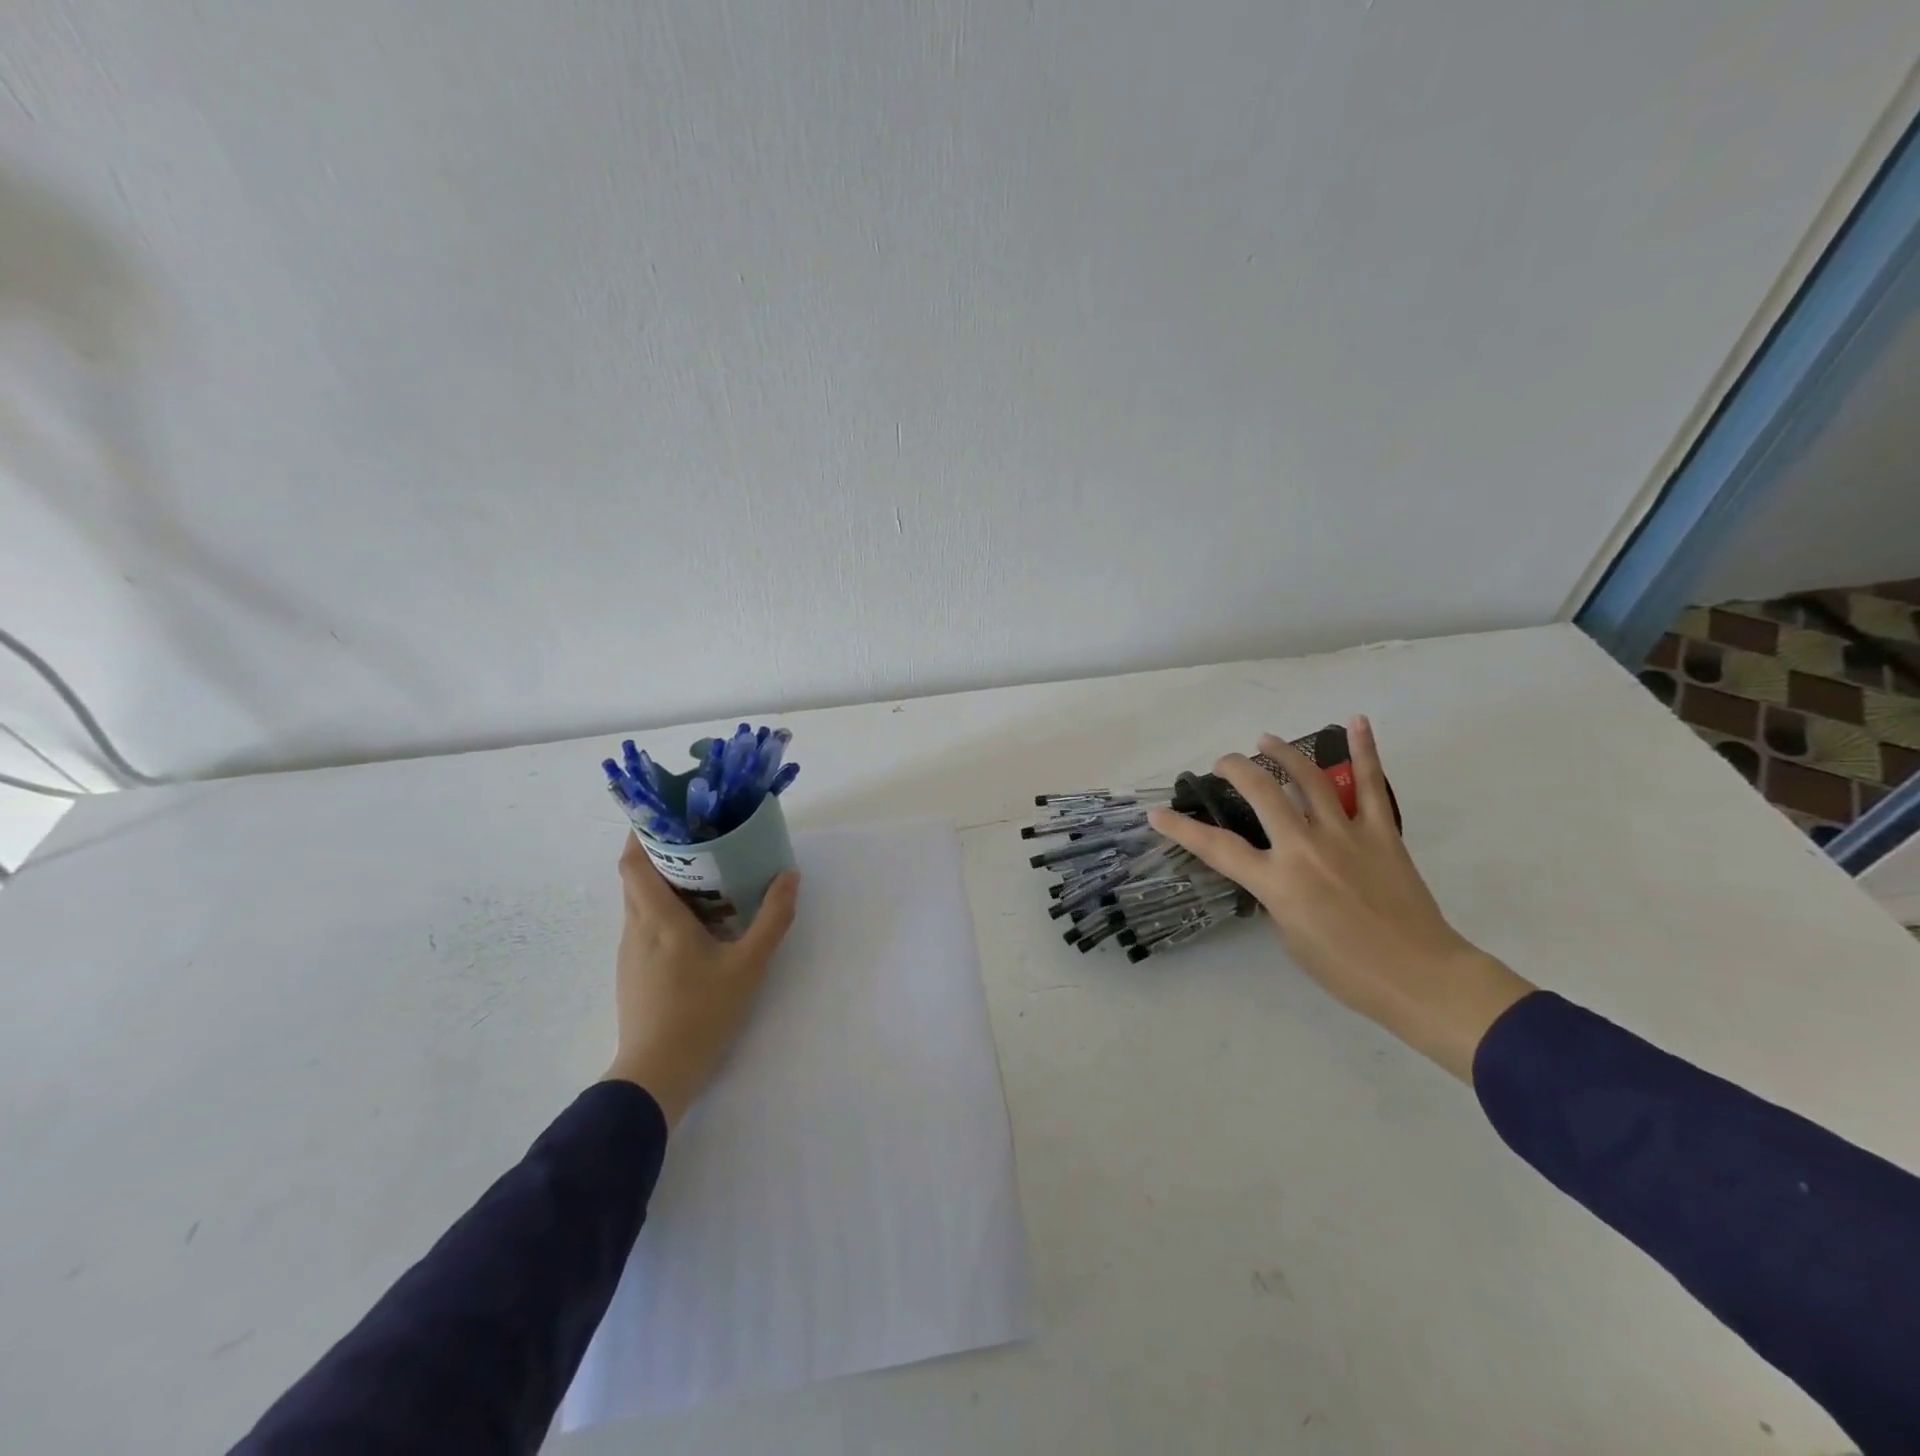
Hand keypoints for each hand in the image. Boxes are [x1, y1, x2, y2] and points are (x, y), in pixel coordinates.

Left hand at [602, 835, 799, 1128]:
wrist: (657, 1074)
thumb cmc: (701, 1012)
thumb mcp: (748, 965)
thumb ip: (772, 918)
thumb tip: (789, 876)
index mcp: (657, 919)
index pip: (632, 862)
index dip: (642, 833)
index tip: (668, 814)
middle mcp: (636, 928)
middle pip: (636, 877)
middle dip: (662, 853)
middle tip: (701, 840)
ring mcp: (630, 953)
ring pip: (640, 903)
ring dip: (665, 883)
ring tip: (706, 877)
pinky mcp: (633, 973)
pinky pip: (645, 926)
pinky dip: (665, 911)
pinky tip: (698, 924)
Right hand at [1146, 716, 1532, 1081]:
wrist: (1419, 977)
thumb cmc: (1346, 970)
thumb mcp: (1289, 937)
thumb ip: (1275, 896)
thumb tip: (1278, 871)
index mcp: (1277, 882)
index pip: (1216, 848)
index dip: (1181, 828)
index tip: (1157, 813)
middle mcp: (1305, 848)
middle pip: (1261, 794)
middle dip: (1234, 770)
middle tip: (1222, 763)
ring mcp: (1346, 835)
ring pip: (1310, 779)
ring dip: (1284, 753)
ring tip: (1266, 739)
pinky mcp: (1382, 833)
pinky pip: (1372, 785)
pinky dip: (1365, 750)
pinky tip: (1356, 721)